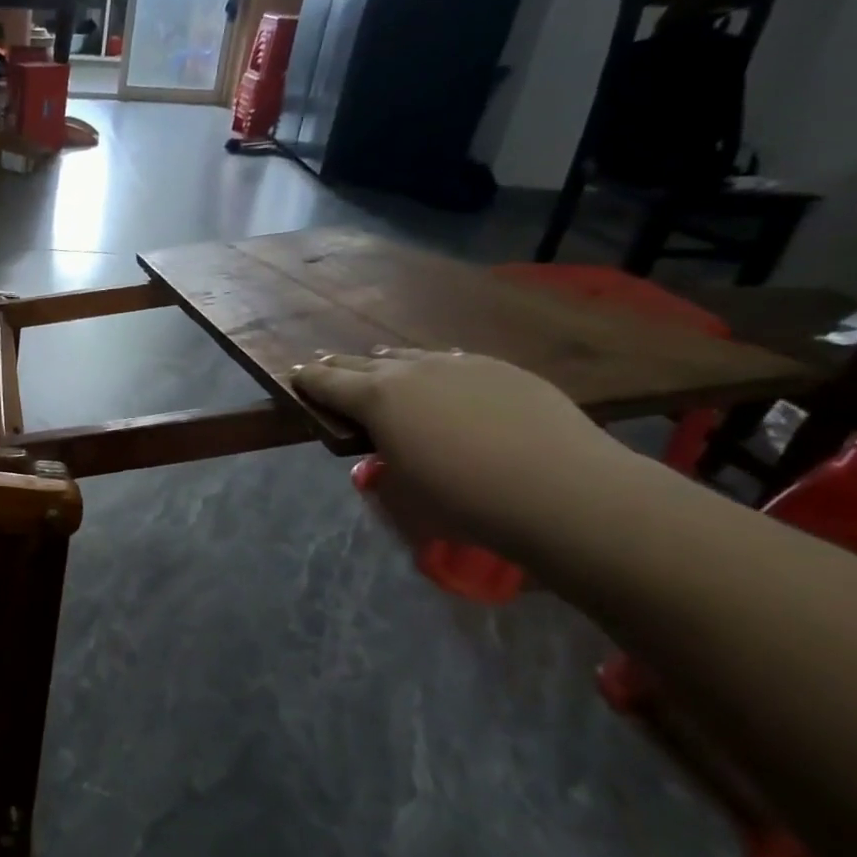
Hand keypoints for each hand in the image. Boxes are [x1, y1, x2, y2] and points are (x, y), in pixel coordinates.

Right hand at [290, 348, 643, 558]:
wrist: (562, 489)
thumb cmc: (463, 500)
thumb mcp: (402, 495)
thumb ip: (382, 470)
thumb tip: (384, 458)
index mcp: (376, 399)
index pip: (328, 383)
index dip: (308, 380)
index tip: (295, 375)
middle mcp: (411, 370)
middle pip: (363, 363)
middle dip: (339, 366)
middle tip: (324, 364)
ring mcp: (460, 364)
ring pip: (411, 356)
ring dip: (388, 362)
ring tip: (379, 362)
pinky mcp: (502, 369)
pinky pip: (453, 360)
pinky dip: (434, 366)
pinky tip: (441, 373)